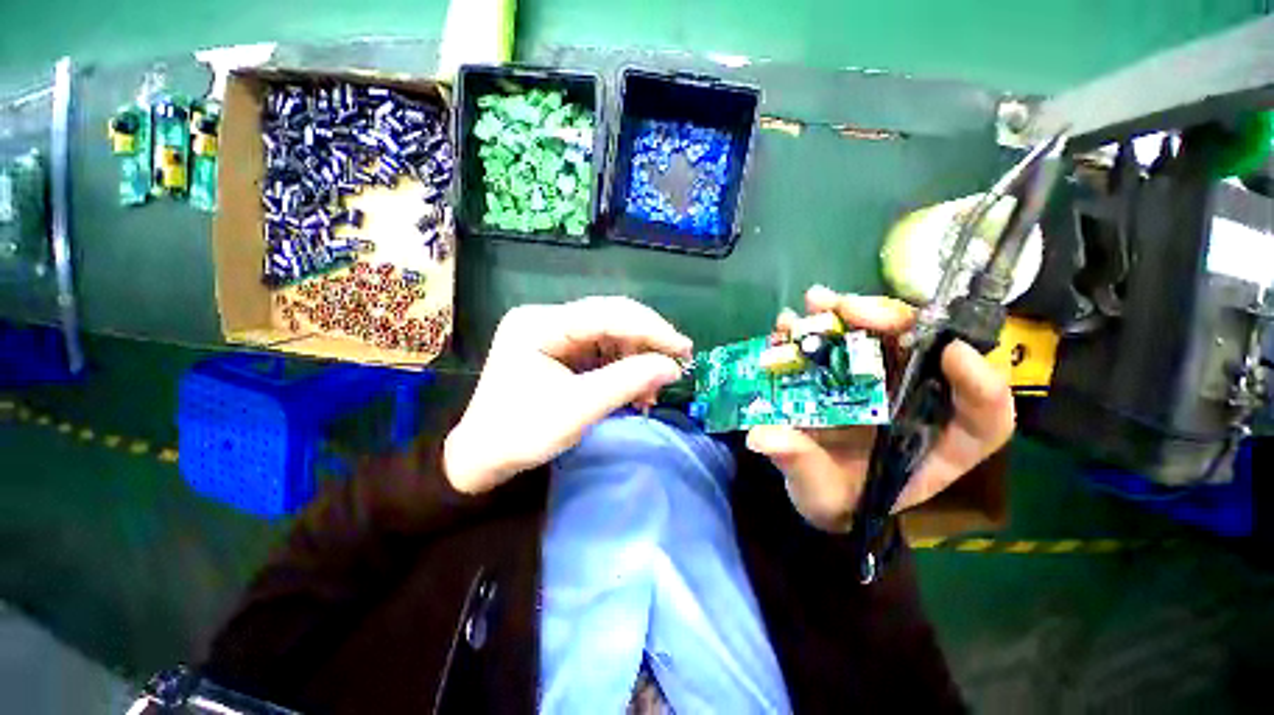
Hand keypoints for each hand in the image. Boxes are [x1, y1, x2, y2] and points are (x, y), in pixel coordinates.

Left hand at [444, 297, 692, 493]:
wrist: (483, 456)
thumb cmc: (521, 434)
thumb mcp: (578, 409)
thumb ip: (626, 382)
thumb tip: (672, 367)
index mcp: (539, 324)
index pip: (606, 314)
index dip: (650, 329)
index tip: (683, 349)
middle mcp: (546, 319)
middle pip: (610, 317)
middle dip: (647, 340)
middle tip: (678, 362)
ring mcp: (553, 332)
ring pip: (610, 332)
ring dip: (637, 357)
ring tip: (652, 388)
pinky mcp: (560, 348)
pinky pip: (602, 348)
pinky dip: (624, 366)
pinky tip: (635, 387)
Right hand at [746, 285, 1014, 531]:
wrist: (811, 483)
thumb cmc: (832, 497)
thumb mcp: (819, 493)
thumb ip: (801, 466)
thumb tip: (764, 437)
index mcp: (933, 445)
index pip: (984, 417)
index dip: (979, 383)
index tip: (951, 352)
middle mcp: (913, 403)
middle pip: (927, 353)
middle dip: (895, 323)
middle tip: (852, 310)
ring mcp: (878, 381)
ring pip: (882, 336)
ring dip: (850, 314)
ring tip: (817, 304)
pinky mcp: (845, 371)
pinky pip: (838, 340)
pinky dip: (816, 326)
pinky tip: (789, 323)